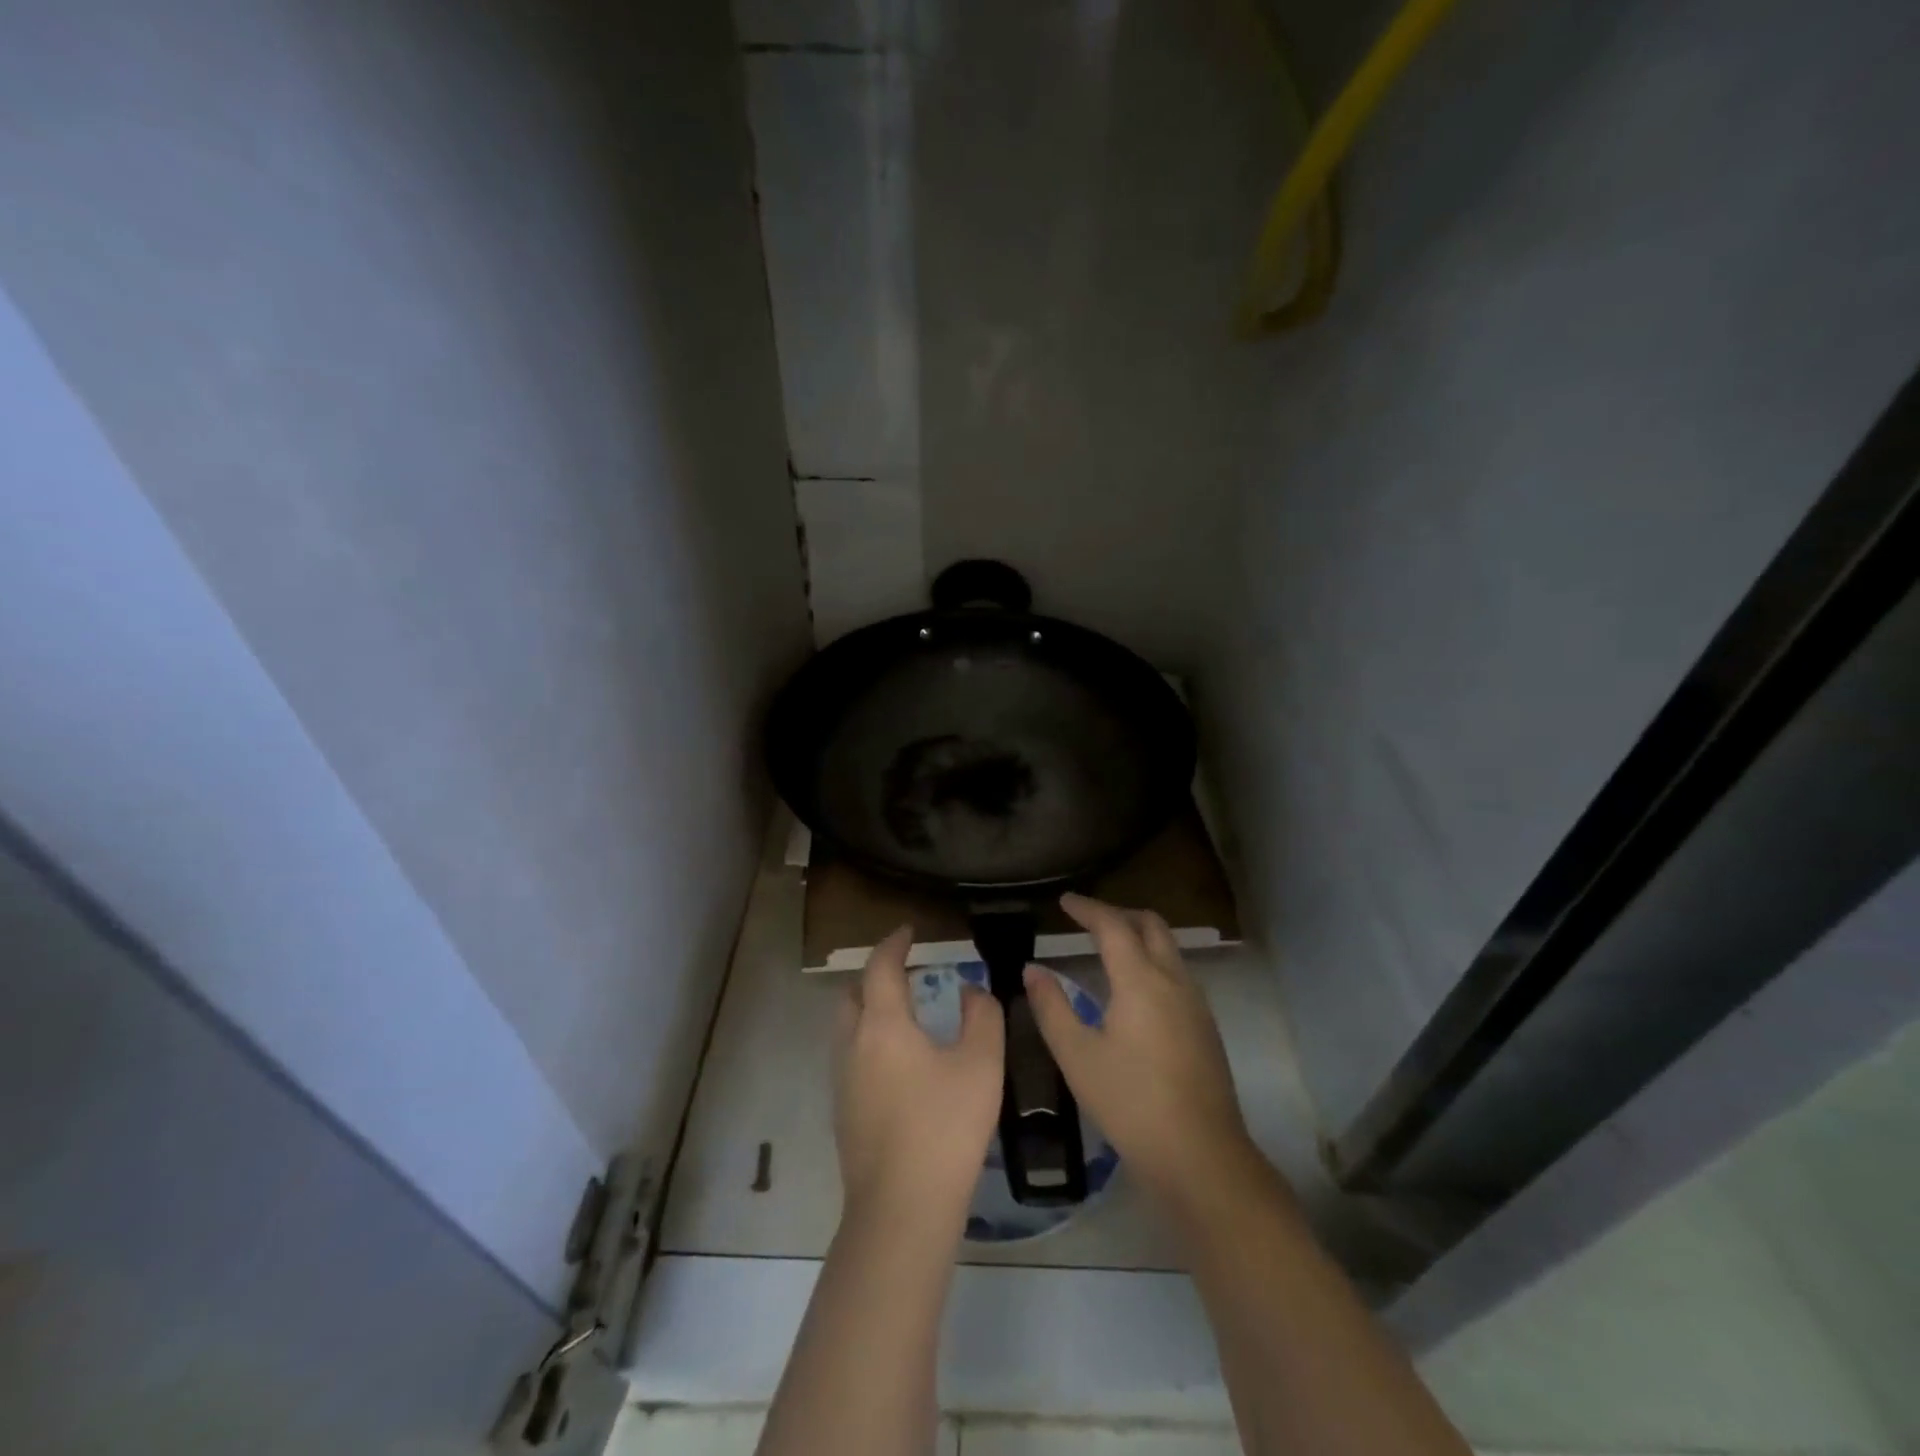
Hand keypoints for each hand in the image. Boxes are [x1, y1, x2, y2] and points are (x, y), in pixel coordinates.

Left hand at [833, 926, 1003, 1227]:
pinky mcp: (842, 1114)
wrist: (902, 1209)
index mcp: (882, 1024)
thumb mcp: (981, 1064)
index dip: (893, 943)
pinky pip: (850, 1058)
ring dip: (868, 1010)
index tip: (908, 931)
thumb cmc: (945, 1126)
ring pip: (846, 1028)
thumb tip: (970, 990)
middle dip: (874, 976)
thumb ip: (982, 1016)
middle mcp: (852, 1045)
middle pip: (853, 995)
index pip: (880, 966)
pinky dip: (868, 1042)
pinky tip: (897, 1065)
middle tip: (903, 973)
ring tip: (902, 1015)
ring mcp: (842, 1082)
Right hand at [1025, 894, 1255, 1199]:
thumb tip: (1032, 970)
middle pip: (1151, 925)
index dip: (1087, 908)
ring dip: (1139, 936)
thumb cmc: (1130, 1103)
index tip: (1064, 901)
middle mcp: (1173, 980)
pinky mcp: (1206, 1027)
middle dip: (1119, 913)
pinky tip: (1134, 991)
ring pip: (1169, 949)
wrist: (1201, 1157)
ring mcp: (1196, 1004)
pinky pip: (1177, 973)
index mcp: (1140, 980)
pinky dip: (1153, 961)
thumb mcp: (1077, 1056)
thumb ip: (1051, 1007)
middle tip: (1088, 920)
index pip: (1113, 925)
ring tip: (1108, 949)